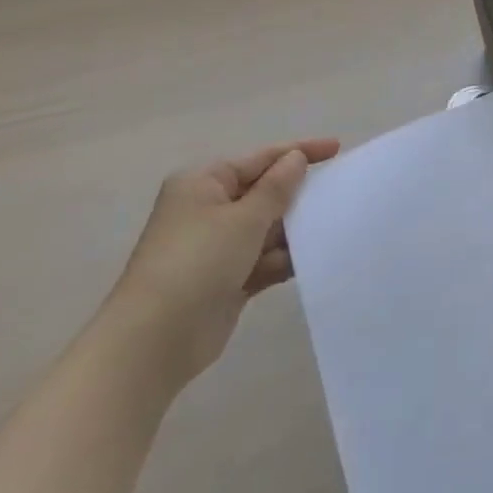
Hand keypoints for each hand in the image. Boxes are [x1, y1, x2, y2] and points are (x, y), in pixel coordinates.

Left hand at [99, 140, 340, 392]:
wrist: (152, 343)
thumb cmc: (197, 262)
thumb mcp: (244, 218)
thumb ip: (277, 187)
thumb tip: (296, 159)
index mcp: (204, 182)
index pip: (261, 158)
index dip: (300, 152)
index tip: (337, 149)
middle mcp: (208, 208)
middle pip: (264, 192)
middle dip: (298, 195)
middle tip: (340, 191)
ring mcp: (216, 246)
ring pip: (267, 228)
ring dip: (295, 229)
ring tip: (334, 226)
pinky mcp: (225, 279)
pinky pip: (264, 259)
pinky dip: (285, 258)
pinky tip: (314, 259)